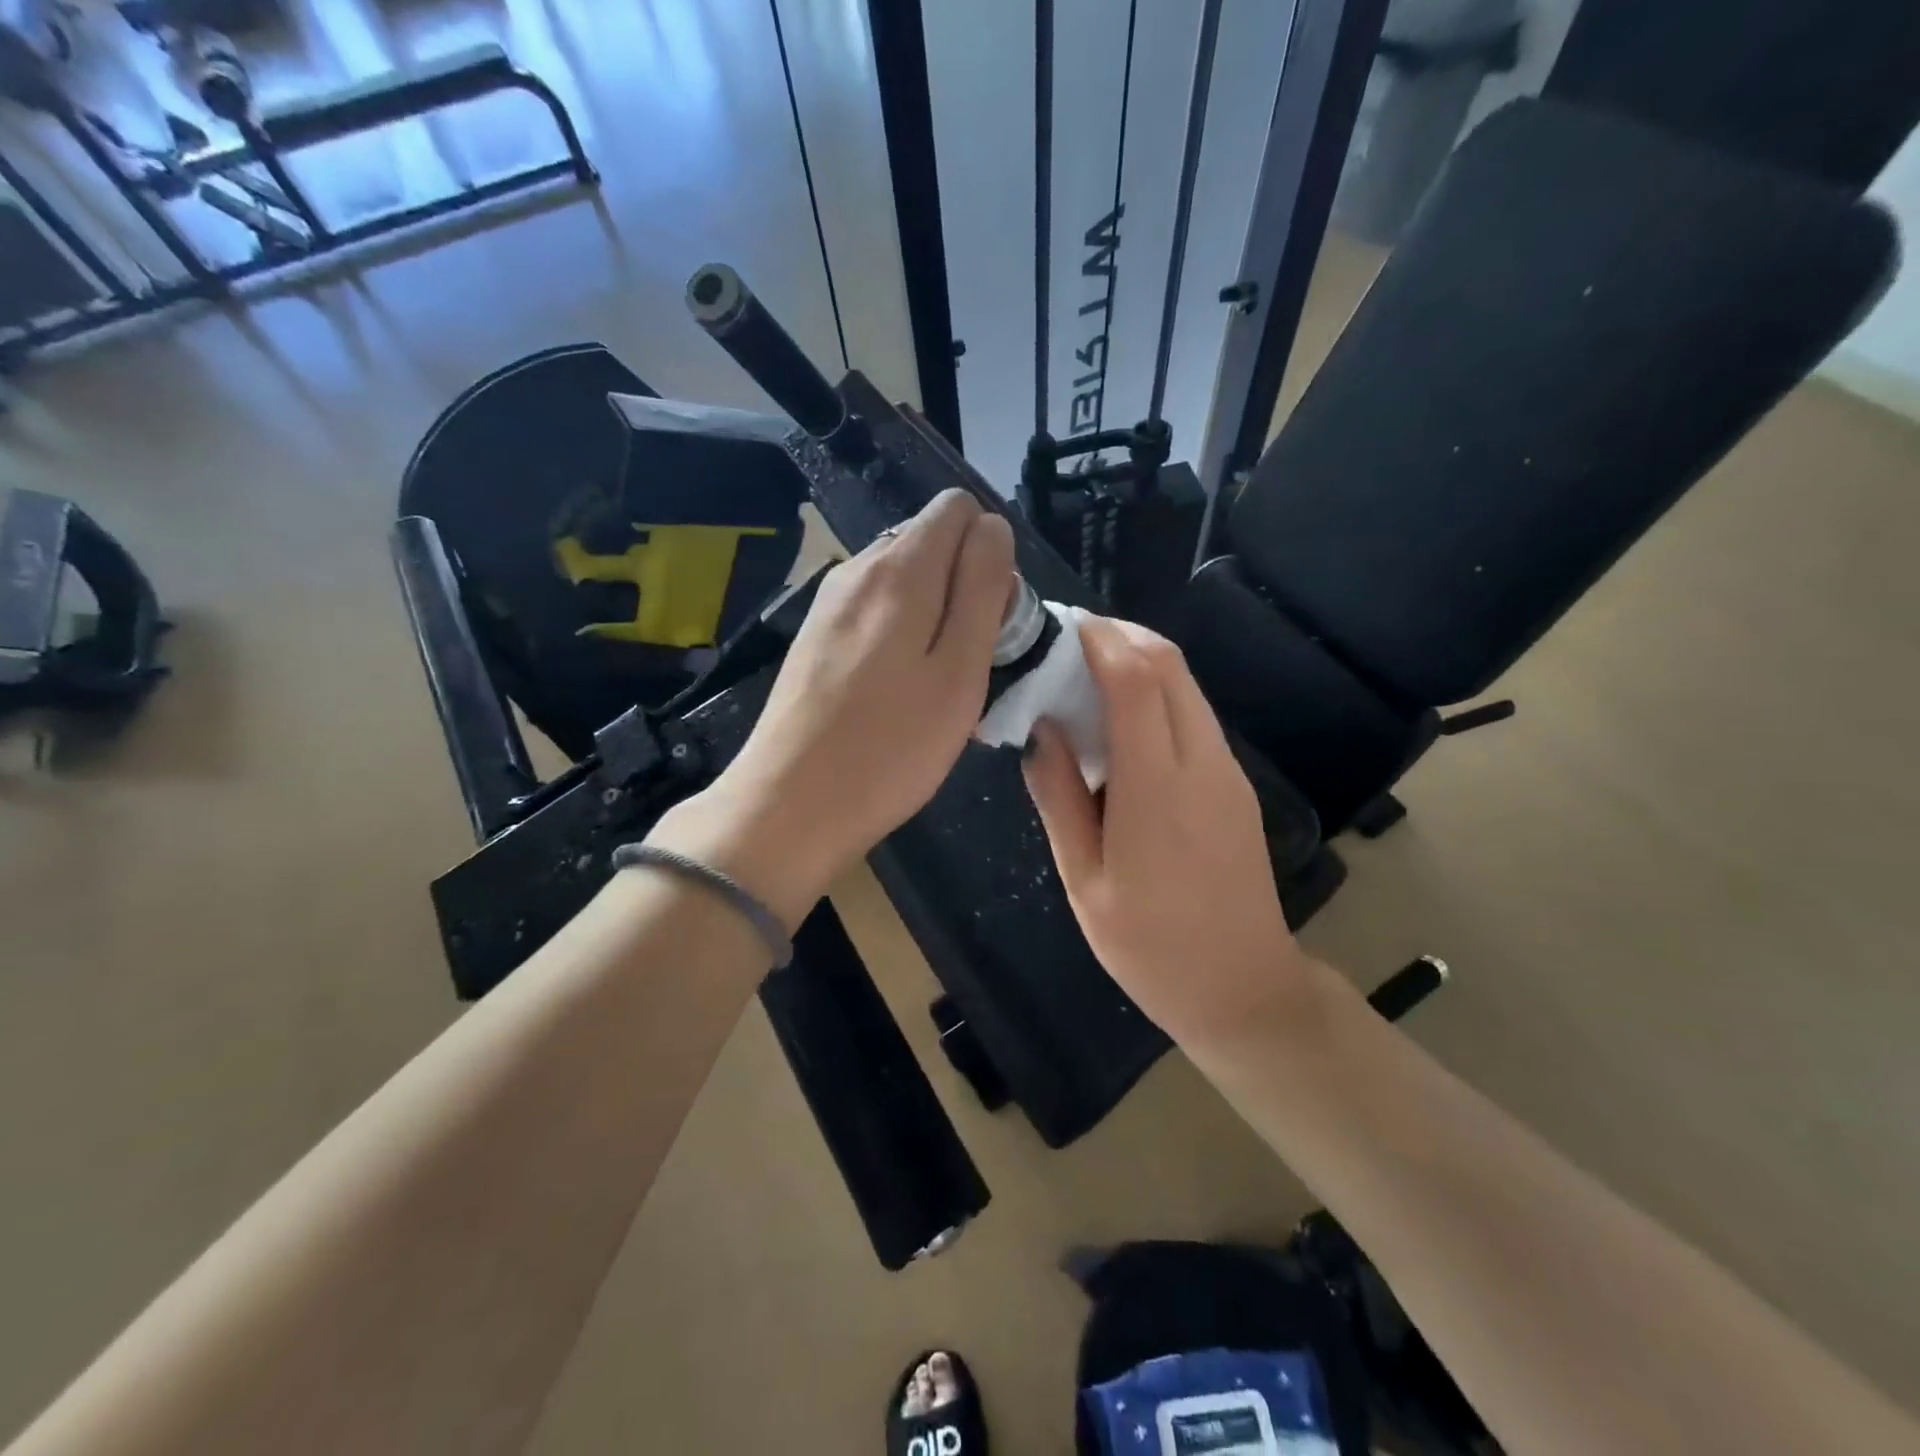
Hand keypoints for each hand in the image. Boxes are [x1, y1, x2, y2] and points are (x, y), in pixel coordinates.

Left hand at [652, 489, 1013, 926]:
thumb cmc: (891, 746)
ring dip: (933, 614)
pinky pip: (875, 610)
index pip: (958, 509)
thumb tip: (992, 527)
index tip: (991, 619)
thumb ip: (982, 587)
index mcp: (899, 568)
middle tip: (966, 662)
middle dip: (964, 583)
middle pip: (930, 541)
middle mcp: (857, 567)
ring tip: (933, 684)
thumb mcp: (960, 669)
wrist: (790, 804)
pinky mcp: (814, 635)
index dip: (989, 554)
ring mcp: (829, 602)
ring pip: (903, 579)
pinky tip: (895, 692)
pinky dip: (900, 634)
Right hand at [1022, 615, 1313, 1047]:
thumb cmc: (1149, 947)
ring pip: (1187, 687)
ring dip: (1141, 663)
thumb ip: (1059, 798)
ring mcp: (1227, 773)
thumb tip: (1041, 731)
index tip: (1061, 627)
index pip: (1135, 681)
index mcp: (1157, 789)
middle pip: (1170, 666)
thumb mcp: (1083, 880)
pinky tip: (1122, 722)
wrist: (1243, 990)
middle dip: (1122, 637)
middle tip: (1070, 643)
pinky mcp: (1236, 785)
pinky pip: (1195, 716)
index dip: (1099, 641)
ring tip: (1087, 675)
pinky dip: (1158, 695)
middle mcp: (1202, 765)